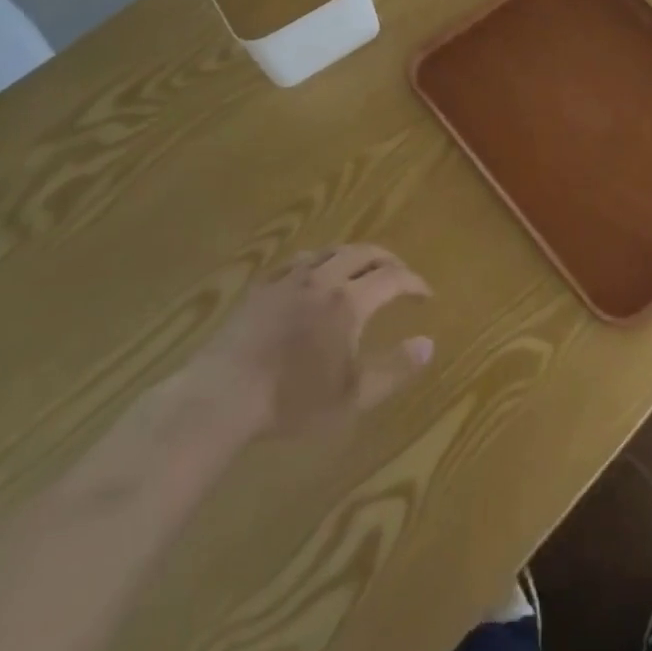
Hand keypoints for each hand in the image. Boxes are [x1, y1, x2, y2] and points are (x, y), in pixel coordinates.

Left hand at [188, 245, 434, 440]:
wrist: (223, 396)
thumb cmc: (293, 400)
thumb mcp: (353, 396)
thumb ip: (395, 369)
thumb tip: (428, 343)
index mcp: (349, 301)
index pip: (393, 278)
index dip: (414, 283)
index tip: (426, 295)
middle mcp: (324, 278)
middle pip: (364, 253)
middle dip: (388, 260)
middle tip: (400, 274)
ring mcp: (289, 279)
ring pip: (330, 250)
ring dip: (353, 256)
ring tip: (361, 269)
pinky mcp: (262, 287)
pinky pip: (297, 261)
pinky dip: (317, 262)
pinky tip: (313, 275)